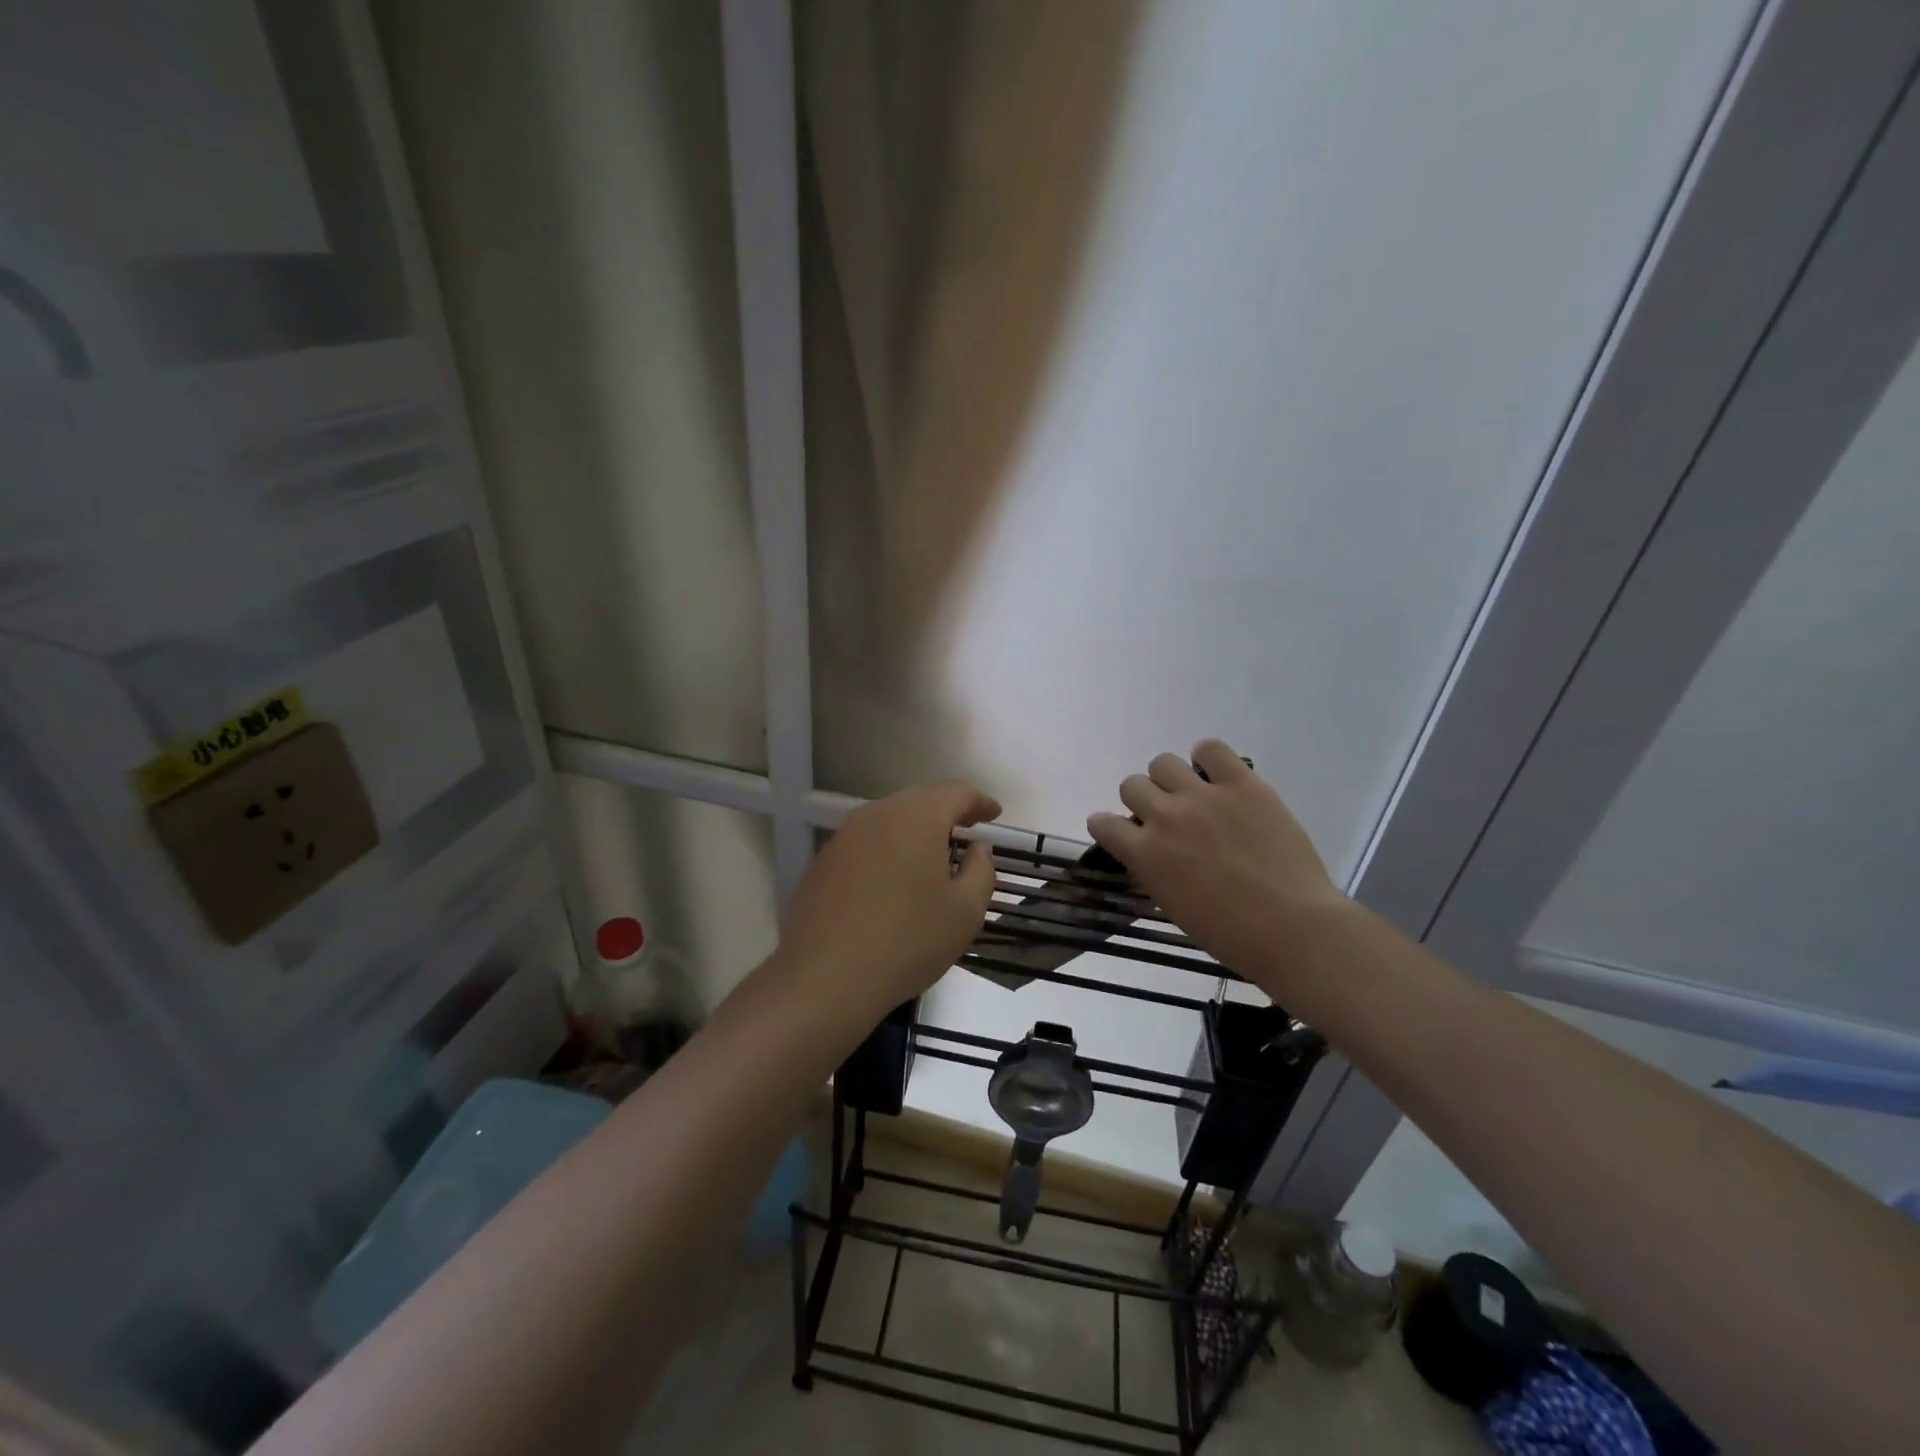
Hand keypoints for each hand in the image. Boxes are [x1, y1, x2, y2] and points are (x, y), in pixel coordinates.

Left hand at [777, 780, 1001, 1022]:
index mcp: (917, 817)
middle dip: (947, 811)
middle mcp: (878, 814)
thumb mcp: (965, 912)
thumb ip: (981, 870)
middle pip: (920, 799)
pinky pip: (866, 842)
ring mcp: (845, 836)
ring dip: (915, 829)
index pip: (955, 793)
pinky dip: (888, 849)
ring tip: (933, 853)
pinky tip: (894, 878)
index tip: (994, 814)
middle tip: (967, 828)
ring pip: (890, 819)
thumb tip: (978, 848)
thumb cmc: (907, 940)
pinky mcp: (824, 861)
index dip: (978, 801)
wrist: (825, 977)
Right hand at [1086, 739, 1348, 978]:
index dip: (1109, 827)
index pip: (1102, 823)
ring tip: (1192, 794)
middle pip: (1132, 784)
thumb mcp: (1173, 906)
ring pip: (1163, 762)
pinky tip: (1218, 776)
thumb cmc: (1231, 934)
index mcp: (1144, 854)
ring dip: (1170, 779)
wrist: (1292, 927)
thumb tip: (1151, 854)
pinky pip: (1212, 749)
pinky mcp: (1242, 784)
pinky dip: (1208, 758)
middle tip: (1166, 817)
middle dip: (1143, 800)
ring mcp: (1203, 796)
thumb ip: (1154, 871)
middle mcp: (1165, 816)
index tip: (1122, 833)